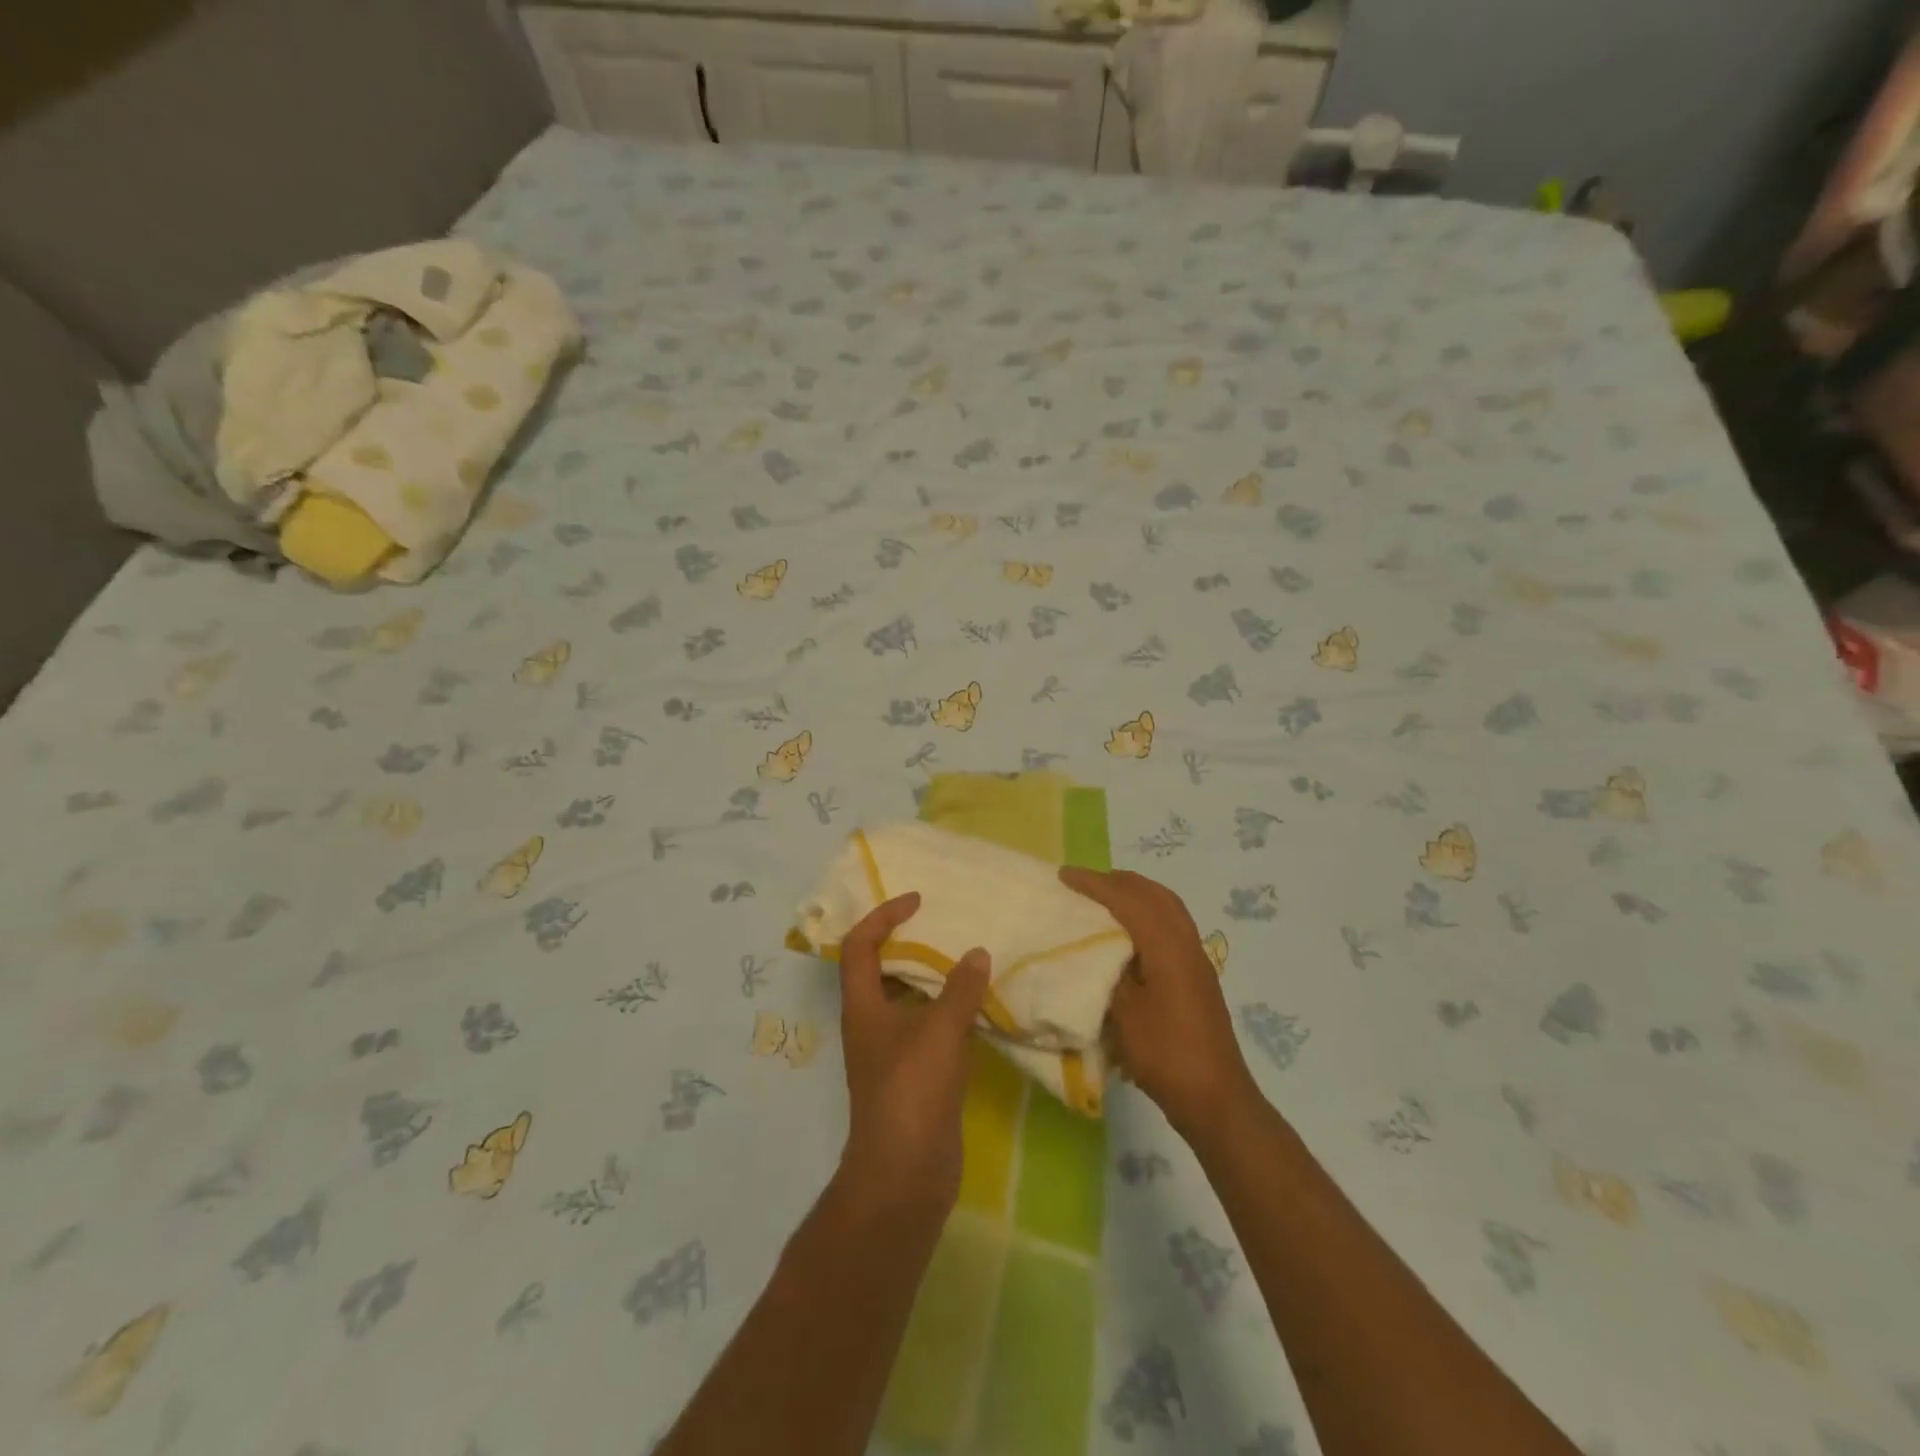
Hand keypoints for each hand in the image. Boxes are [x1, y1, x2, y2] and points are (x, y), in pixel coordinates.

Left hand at [836, 891, 990, 1215]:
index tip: (917, 901)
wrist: (905, 1175)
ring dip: (934, 978)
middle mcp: (872, 1024)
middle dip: (910, 943)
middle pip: (883, 970)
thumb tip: (977, 953)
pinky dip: (951, 1012)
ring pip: (910, 1001)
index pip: (860, 946)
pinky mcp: (916, 1077)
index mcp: (863, 1007)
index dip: (883, 916)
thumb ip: (960, 990)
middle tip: (946, 924)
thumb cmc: (911, 1092)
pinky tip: (980, 1006)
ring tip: (968, 956)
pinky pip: (931, 1030)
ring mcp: (893, 1053)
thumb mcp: (938, 1032)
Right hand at [1059, 867, 1256, 1139]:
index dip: (1094, 884)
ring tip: (1104, 899)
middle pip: (1154, 894)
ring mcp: (1197, 959)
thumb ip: (1108, 972)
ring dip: (1136, 895)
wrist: (1215, 1098)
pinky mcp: (1198, 976)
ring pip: (1167, 908)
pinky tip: (1128, 934)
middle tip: (1084, 882)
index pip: (1128, 900)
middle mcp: (1187, 943)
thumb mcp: (1123, 1013)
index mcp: (1168, 947)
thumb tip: (1093, 950)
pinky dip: (1147, 914)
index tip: (1063, 875)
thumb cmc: (1164, 1054)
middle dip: (1118, 881)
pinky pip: (1172, 925)